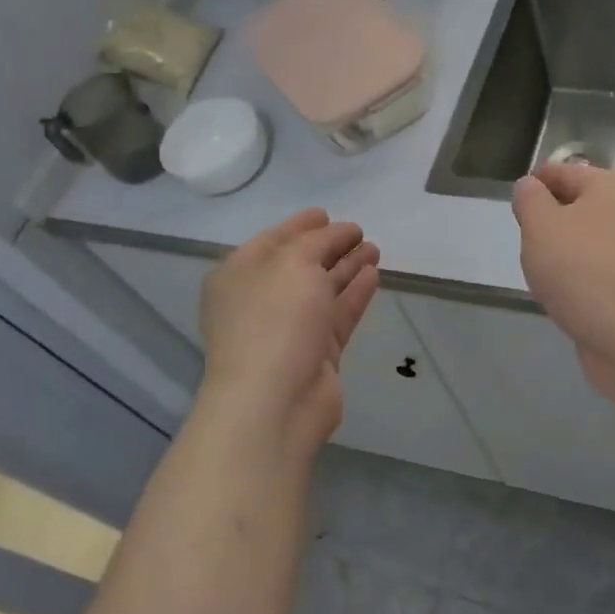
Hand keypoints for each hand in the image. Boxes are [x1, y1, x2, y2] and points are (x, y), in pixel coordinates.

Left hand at [197, 210, 381, 458]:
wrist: (276, 400)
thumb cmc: (275, 319)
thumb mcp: (294, 263)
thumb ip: (318, 241)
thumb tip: (337, 233)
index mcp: (239, 275)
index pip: (272, 240)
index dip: (300, 225)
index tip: (327, 213)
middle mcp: (260, 300)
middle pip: (299, 265)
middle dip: (329, 246)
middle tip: (360, 232)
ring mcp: (289, 329)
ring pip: (322, 290)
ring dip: (347, 268)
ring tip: (375, 249)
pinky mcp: (316, 352)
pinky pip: (338, 314)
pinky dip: (355, 294)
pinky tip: (374, 275)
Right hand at [511, 164, 614, 395]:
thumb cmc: (582, 272)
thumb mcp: (541, 227)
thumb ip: (530, 200)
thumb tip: (529, 186)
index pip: (565, 172)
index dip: (535, 185)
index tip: (514, 207)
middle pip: (581, 205)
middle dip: (550, 221)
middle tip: (526, 243)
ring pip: (591, 239)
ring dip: (565, 251)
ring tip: (543, 273)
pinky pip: (602, 269)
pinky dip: (581, 276)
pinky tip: (566, 295)